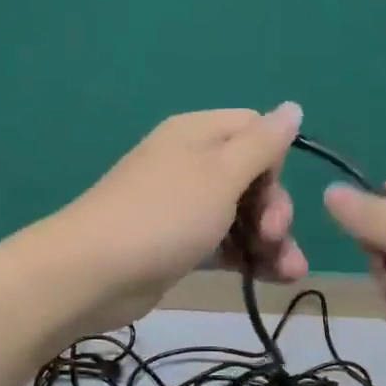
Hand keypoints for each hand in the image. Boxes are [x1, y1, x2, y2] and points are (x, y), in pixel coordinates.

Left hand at [52, 104, 306, 330]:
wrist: (92, 274)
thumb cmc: (164, 215)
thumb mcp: (221, 174)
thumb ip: (262, 143)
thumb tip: (293, 107)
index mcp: (198, 134)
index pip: (254, 131)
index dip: (274, 161)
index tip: (270, 191)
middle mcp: (192, 164)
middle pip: (253, 177)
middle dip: (274, 208)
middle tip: (273, 237)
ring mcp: (184, 207)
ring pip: (242, 215)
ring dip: (271, 241)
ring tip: (290, 272)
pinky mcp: (179, 245)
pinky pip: (225, 243)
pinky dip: (248, 257)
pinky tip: (273, 278)